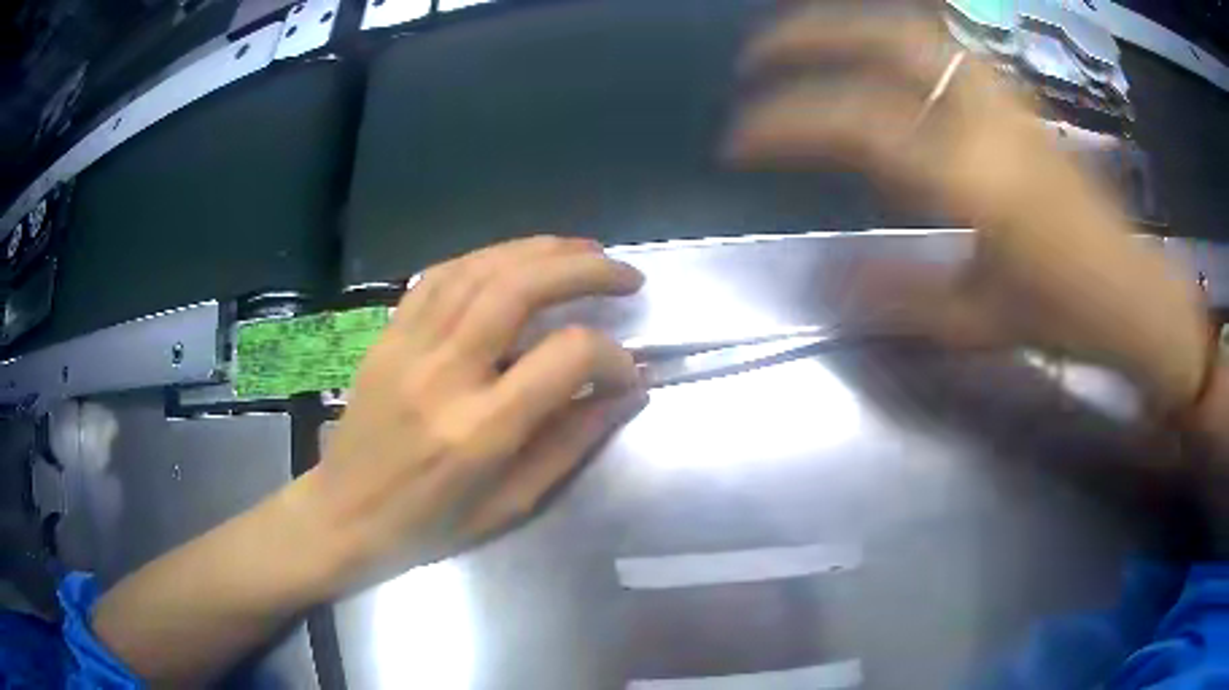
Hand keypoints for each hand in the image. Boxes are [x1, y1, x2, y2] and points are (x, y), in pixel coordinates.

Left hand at [303, 236, 647, 587]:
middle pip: (520, 288)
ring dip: (539, 250)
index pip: (565, 358)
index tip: (627, 370)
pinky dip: (486, 258)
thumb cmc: (430, 525)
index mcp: (480, 430)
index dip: (611, 356)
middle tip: (625, 274)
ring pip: (480, 269)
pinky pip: (439, 276)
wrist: (344, 513)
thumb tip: (623, 393)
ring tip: (583, 251)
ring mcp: (409, 346)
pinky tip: (515, 260)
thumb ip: (571, 443)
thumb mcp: (511, 504)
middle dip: (584, 269)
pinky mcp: (388, 335)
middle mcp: (444, 374)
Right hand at [725, 4, 1208, 412]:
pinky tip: (875, 53)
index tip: (738, 143)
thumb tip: (823, 280)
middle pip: (884, 41)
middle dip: (807, 37)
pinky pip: (945, 47)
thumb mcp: (976, 322)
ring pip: (916, 30)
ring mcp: (1004, 100)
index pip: (854, 126)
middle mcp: (984, 121)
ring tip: (807, 40)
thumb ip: (895, 296)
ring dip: (849, 24)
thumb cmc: (1062, 316)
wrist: (1129, 293)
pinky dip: (894, 37)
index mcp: (971, 183)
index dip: (784, 126)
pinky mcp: (1017, 99)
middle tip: (756, 58)